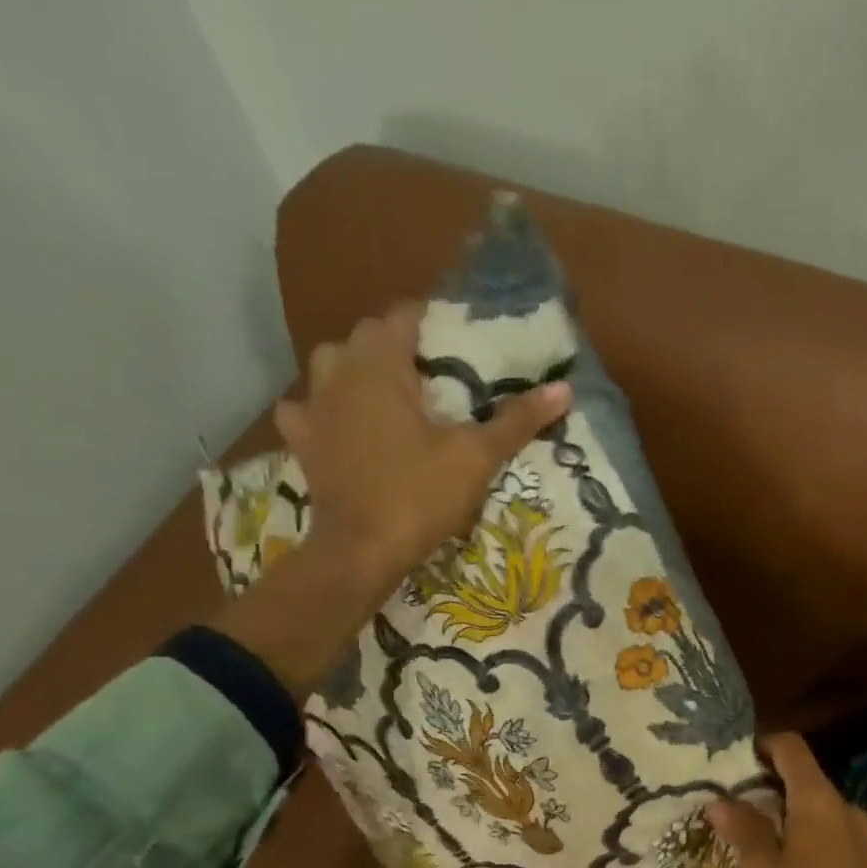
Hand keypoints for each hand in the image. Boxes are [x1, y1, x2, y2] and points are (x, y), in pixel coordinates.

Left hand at [273, 304, 571, 576]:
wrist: (361, 551)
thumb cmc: (418, 496)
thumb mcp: (475, 458)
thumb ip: (515, 421)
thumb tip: (564, 389)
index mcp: (380, 366)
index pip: (403, 316)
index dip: (432, 319)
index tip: (459, 335)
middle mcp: (339, 374)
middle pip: (366, 336)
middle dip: (397, 343)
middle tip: (434, 369)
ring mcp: (313, 408)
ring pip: (330, 366)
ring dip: (356, 368)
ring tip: (388, 391)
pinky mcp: (303, 443)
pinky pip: (306, 410)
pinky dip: (323, 410)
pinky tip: (340, 425)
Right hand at [708, 733, 866, 867]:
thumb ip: (742, 828)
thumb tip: (721, 800)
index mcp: (818, 799)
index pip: (792, 748)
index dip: (764, 744)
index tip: (736, 759)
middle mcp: (844, 807)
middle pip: (804, 777)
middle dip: (769, 784)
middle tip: (735, 803)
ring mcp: (861, 835)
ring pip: (818, 807)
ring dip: (787, 812)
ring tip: (755, 835)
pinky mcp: (866, 861)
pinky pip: (830, 831)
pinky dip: (805, 833)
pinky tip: (786, 863)